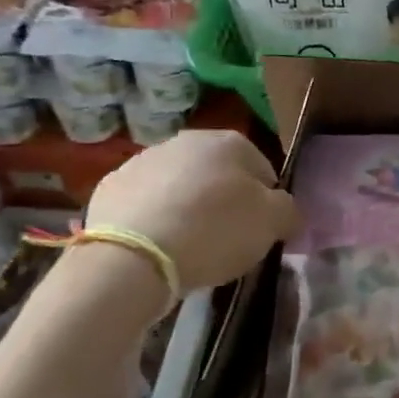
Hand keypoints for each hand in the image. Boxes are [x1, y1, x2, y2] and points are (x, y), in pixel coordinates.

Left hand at [85, 129, 298, 293]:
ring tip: (189, 246)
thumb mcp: (273, 223)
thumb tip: (286, 211)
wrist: (132, 257)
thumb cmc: (215, 231)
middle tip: (226, 238)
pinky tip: (157, 245)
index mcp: (230, 142)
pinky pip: (145, 202)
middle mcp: (187, 140)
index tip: (259, 230)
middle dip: (224, 200)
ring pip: (180, 185)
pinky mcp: (110, 187)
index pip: (264, 170)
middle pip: (218, 174)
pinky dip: (153, 218)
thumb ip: (288, 210)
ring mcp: (143, 160)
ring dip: (187, 207)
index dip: (266, 202)